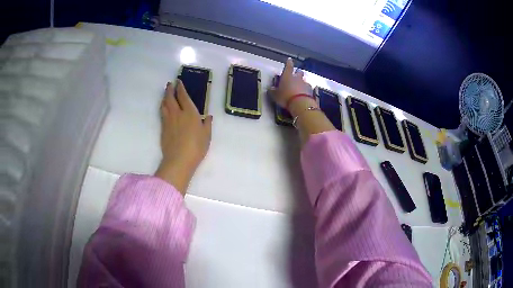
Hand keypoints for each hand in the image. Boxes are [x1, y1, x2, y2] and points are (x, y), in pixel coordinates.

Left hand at [155, 80, 212, 194]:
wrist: (179, 160)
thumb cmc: (196, 147)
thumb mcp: (207, 135)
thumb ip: (207, 124)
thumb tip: (209, 116)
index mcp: (189, 112)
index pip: (183, 96)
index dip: (180, 88)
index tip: (178, 82)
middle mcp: (177, 113)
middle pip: (170, 98)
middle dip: (170, 89)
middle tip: (169, 84)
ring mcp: (168, 121)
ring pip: (164, 105)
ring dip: (164, 97)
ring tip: (165, 94)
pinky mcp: (163, 129)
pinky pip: (162, 113)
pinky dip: (162, 107)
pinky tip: (163, 108)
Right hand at [271, 58, 313, 108]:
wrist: (300, 104)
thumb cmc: (285, 97)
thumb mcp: (275, 95)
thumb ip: (273, 91)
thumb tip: (270, 89)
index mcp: (287, 76)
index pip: (288, 66)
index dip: (288, 63)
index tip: (289, 60)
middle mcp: (297, 78)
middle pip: (299, 72)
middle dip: (297, 74)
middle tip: (295, 77)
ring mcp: (305, 84)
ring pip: (304, 81)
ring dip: (302, 84)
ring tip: (299, 89)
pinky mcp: (311, 91)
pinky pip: (308, 89)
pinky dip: (306, 91)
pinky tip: (304, 95)